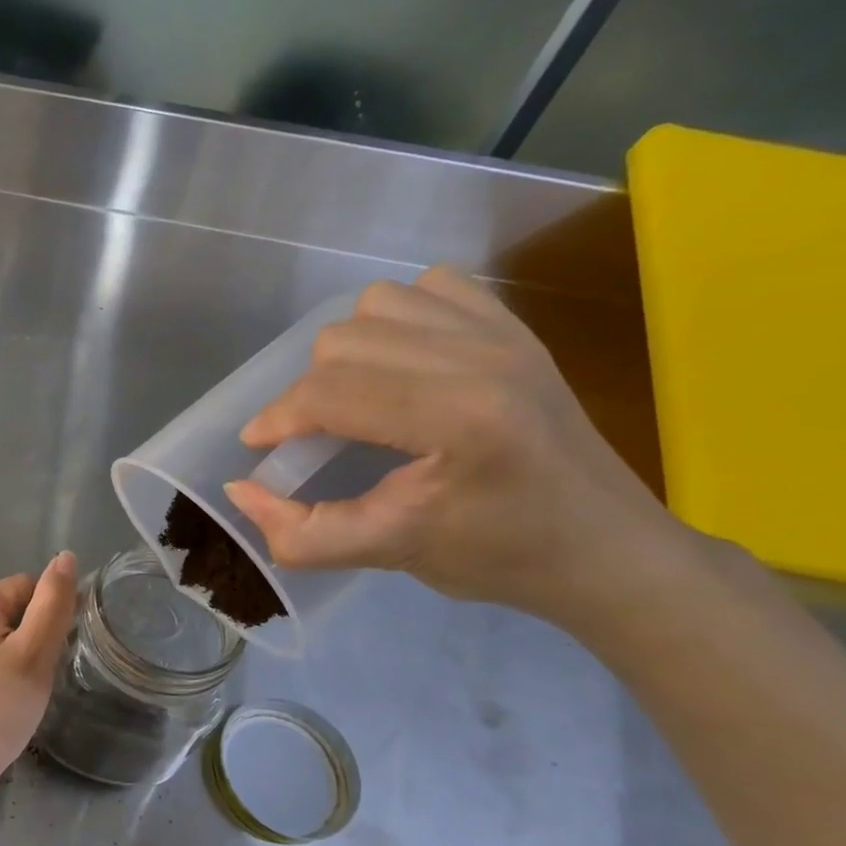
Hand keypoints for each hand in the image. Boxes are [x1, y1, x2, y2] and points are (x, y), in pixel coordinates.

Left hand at [0, 553, 79, 802]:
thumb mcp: (35, 653)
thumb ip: (53, 603)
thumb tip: (65, 557)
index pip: (28, 586)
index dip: (49, 616)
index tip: (54, 654)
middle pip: (9, 611)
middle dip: (30, 638)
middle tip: (37, 679)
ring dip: (13, 658)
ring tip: (18, 695)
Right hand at [223, 267, 689, 628]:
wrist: (607, 548)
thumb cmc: (500, 557)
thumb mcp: (390, 554)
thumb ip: (303, 533)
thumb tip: (239, 490)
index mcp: (458, 418)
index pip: (331, 392)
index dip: (278, 419)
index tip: (260, 448)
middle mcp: (480, 357)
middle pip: (342, 341)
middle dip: (308, 392)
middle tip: (315, 436)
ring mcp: (503, 333)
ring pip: (376, 303)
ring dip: (348, 350)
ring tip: (356, 396)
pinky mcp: (514, 326)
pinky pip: (428, 287)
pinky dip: (396, 317)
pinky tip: (402, 363)